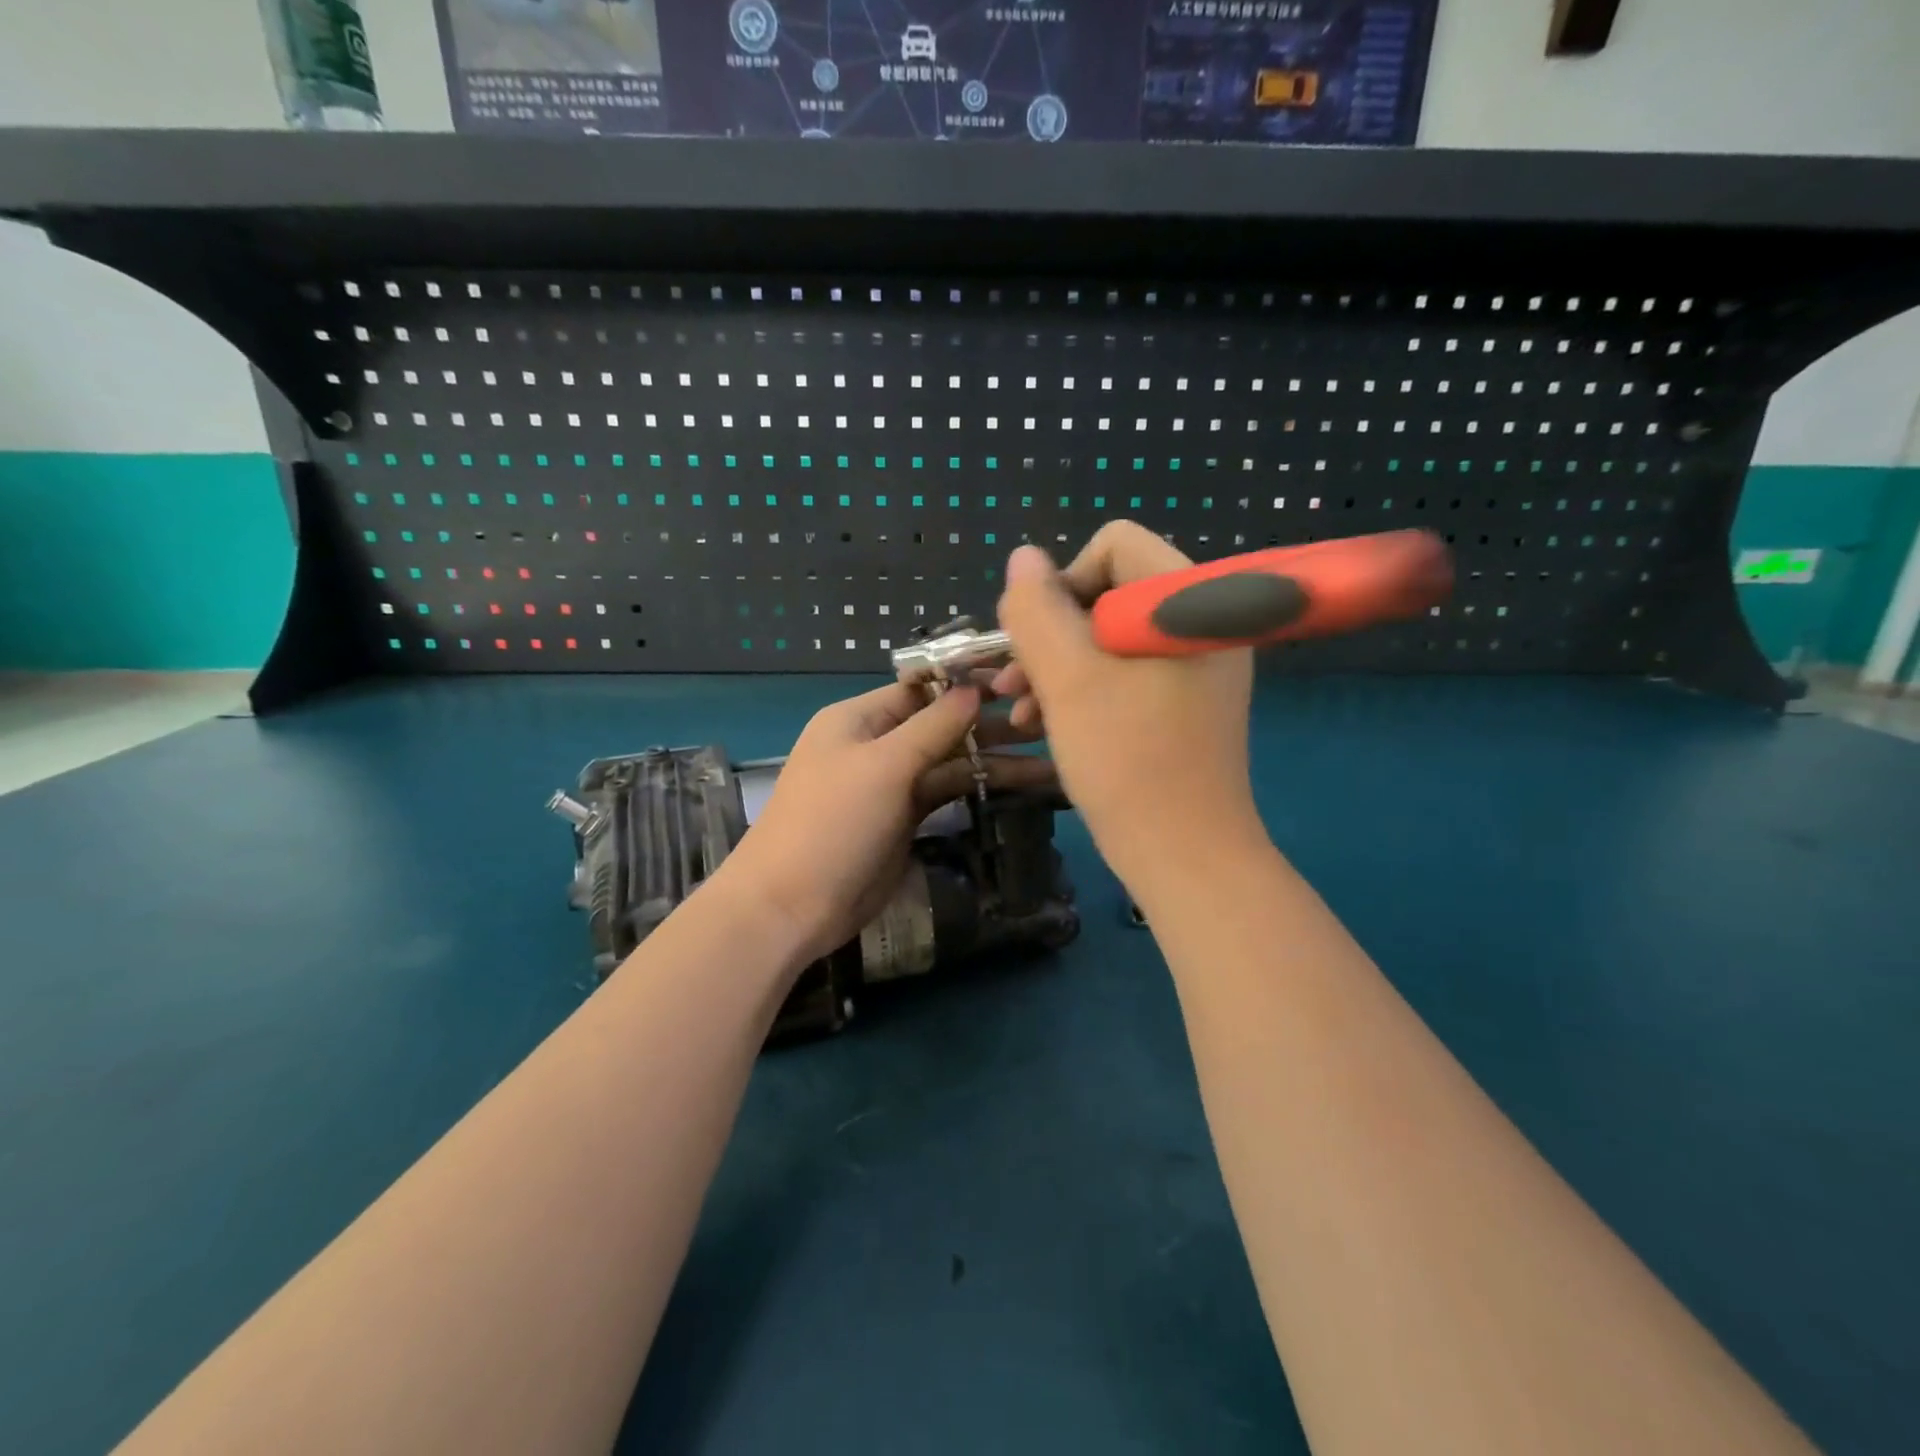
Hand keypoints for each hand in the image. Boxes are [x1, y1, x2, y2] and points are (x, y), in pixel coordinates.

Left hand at [716, 682, 1054, 966]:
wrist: (793, 906)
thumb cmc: (833, 823)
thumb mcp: (883, 767)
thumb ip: (932, 726)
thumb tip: (973, 689)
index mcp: (860, 718)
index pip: (923, 687)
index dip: (970, 682)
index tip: (1022, 679)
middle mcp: (877, 744)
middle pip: (942, 723)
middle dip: (992, 723)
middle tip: (1049, 722)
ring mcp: (892, 783)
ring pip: (950, 761)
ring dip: (995, 760)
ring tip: (1051, 760)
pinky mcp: (905, 819)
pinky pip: (948, 793)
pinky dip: (980, 788)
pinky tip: (1023, 785)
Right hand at [993, 522, 1260, 880]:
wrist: (1184, 855)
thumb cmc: (1127, 760)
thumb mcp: (1068, 679)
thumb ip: (1037, 610)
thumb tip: (1023, 559)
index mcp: (1189, 600)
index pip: (1114, 546)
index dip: (1062, 584)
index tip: (1035, 641)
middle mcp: (1200, 621)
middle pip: (1107, 592)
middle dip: (1051, 635)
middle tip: (1013, 683)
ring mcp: (1195, 665)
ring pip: (1107, 638)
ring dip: (1056, 668)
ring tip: (1021, 714)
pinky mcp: (1184, 701)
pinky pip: (1125, 673)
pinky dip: (1082, 692)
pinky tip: (1045, 725)